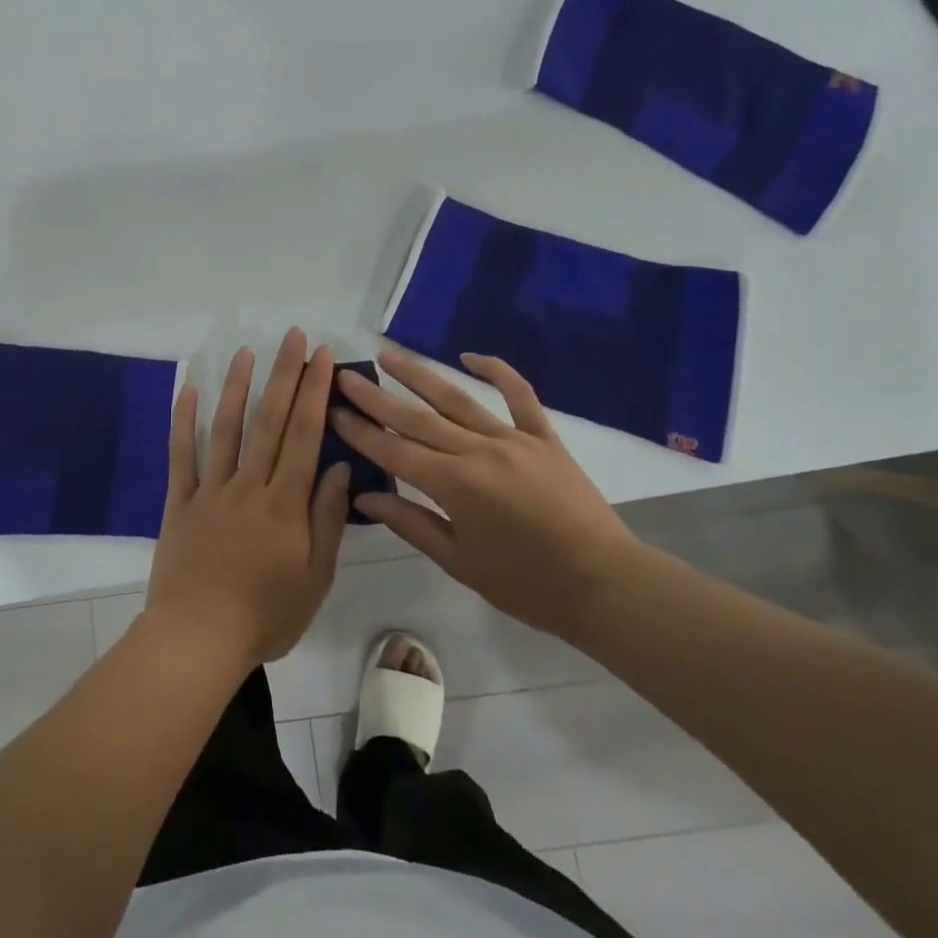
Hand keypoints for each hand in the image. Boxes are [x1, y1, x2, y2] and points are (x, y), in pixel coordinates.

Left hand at [144, 329, 351, 666]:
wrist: (197, 640)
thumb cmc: (265, 615)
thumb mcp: (315, 577)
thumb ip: (327, 518)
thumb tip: (337, 465)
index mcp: (285, 503)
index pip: (304, 434)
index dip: (314, 391)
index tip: (322, 356)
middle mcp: (249, 485)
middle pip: (269, 420)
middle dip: (284, 374)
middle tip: (293, 336)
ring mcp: (211, 490)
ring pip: (226, 428)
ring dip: (236, 386)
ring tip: (246, 351)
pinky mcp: (180, 501)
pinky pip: (182, 454)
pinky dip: (184, 420)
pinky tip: (188, 389)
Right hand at [333, 349, 641, 642]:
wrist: (604, 584)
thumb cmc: (527, 584)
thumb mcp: (460, 562)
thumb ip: (411, 523)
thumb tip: (366, 495)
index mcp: (455, 485)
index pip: (394, 451)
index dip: (360, 431)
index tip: (332, 410)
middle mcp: (478, 451)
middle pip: (417, 418)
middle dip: (376, 397)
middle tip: (346, 375)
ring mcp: (513, 439)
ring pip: (457, 398)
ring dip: (419, 374)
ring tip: (389, 354)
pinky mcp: (544, 437)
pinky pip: (519, 395)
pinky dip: (496, 371)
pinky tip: (469, 356)